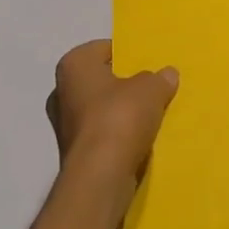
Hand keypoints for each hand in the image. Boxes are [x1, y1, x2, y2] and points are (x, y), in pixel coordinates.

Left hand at [48, 40, 177, 196]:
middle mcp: (62, 92)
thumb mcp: (151, 88)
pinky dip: (118, 138)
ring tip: (151, 116)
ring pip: (101, 111)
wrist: (100, 178)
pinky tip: (140, 141)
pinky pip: (102, 137)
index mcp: (74, 65)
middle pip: (101, 82)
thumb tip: (166, 75)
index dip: (127, 55)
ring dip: (121, 115)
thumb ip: (159, 78)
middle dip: (123, 86)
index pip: (104, 49)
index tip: (147, 64)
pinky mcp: (74, 156)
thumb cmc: (120, 117)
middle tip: (150, 88)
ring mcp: (64, 127)